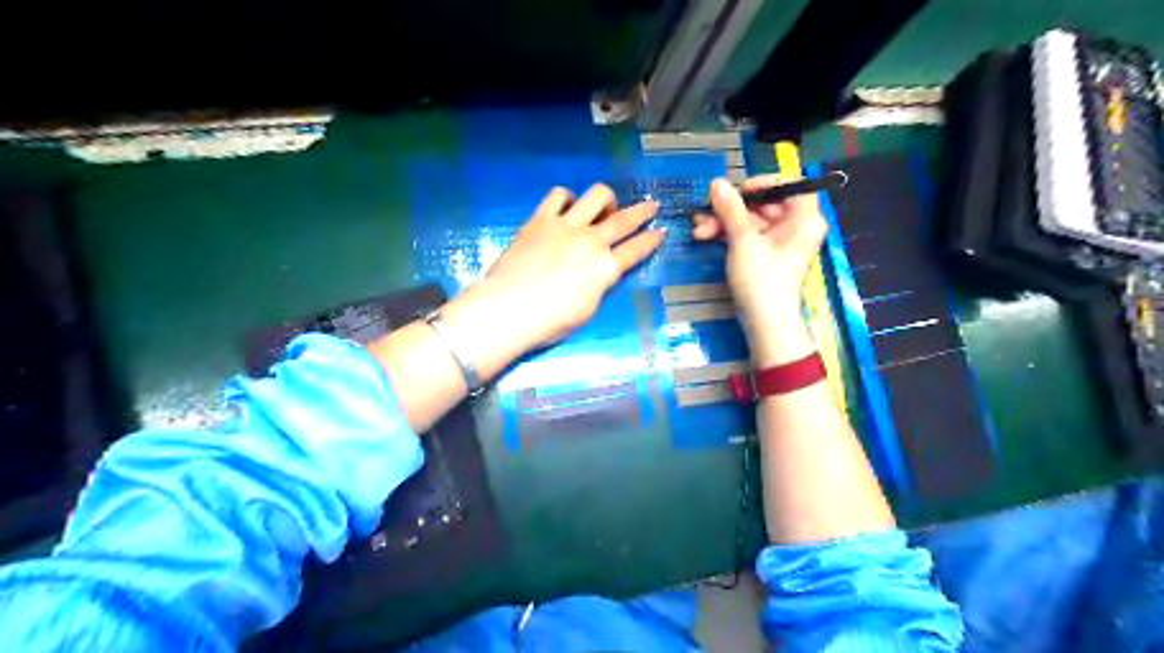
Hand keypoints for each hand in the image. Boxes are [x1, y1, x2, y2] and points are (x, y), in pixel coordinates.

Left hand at [446, 182, 657, 355]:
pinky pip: (558, 195)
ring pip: (596, 196)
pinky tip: (568, 206)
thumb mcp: (587, 310)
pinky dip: (568, 198)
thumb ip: (599, 285)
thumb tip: (600, 272)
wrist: (506, 310)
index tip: (660, 232)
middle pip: (624, 219)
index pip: (636, 250)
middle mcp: (591, 241)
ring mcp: (565, 225)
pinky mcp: (540, 219)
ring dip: (606, 199)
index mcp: (605, 269)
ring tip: (604, 207)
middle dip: (642, 211)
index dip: (651, 240)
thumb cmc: (549, 322)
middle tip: (651, 205)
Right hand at [689, 173, 826, 362]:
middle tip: (706, 211)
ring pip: (751, 219)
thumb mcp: (743, 240)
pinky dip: (728, 234)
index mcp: (804, 218)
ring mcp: (780, 241)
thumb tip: (716, 182)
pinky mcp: (766, 255)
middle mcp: (796, 226)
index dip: (763, 182)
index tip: (738, 191)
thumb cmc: (762, 279)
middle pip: (764, 202)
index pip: (790, 184)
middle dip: (731, 208)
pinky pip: (748, 235)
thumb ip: (730, 209)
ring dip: (723, 222)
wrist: (765, 323)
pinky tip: (705, 236)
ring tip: (699, 230)